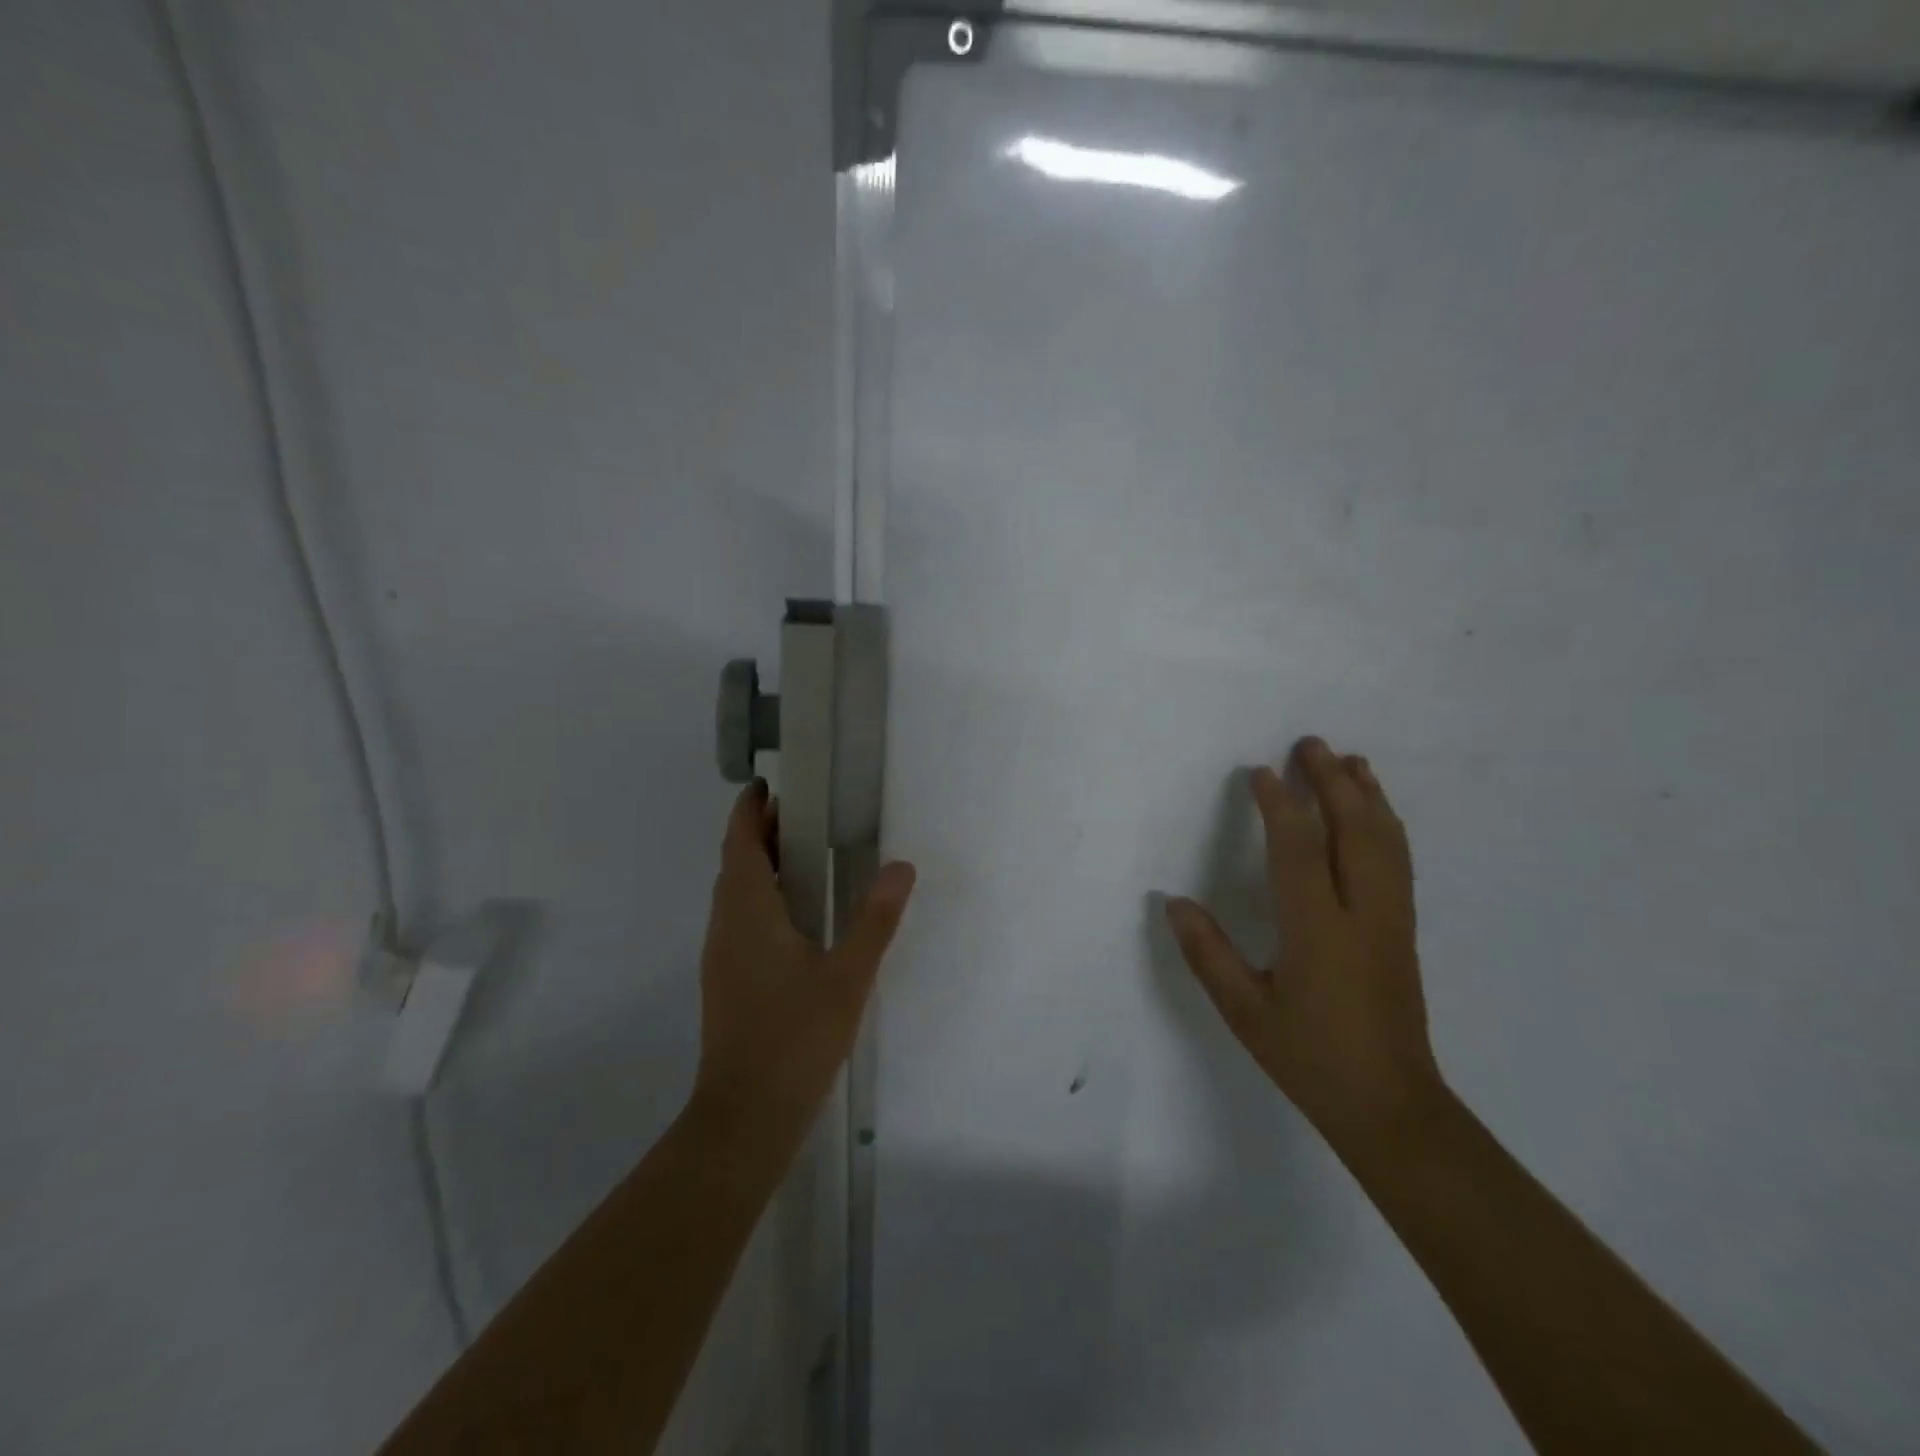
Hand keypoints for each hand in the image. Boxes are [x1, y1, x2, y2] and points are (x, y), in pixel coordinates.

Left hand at [692, 780, 916, 1157]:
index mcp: (747, 913)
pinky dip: (763, 895)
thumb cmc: (795, 1038)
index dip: (750, 810)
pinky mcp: (728, 978)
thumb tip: (901, 867)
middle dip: (762, 832)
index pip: (740, 844)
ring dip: (762, 864)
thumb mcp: (848, 976)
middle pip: (737, 863)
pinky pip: (741, 918)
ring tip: (806, 853)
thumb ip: (875, 919)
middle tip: (805, 811)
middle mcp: (726, 925)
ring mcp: (722, 955)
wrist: (746, 1116)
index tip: (770, 784)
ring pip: (737, 893)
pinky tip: (798, 913)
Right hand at [1165, 737, 1441, 1140]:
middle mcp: (1362, 914)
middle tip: (1311, 744)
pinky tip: (1377, 816)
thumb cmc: (1309, 1057)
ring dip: (1368, 796)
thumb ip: (1208, 954)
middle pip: (1355, 831)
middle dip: (1333, 783)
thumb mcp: (1244, 1012)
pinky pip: (1398, 862)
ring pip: (1386, 843)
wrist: (1390, 1105)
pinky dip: (1387, 826)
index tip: (1260, 773)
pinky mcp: (1404, 931)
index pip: (1299, 849)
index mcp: (1318, 931)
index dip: (1280, 805)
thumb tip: (1173, 902)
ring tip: (1352, 762)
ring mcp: (1391, 920)